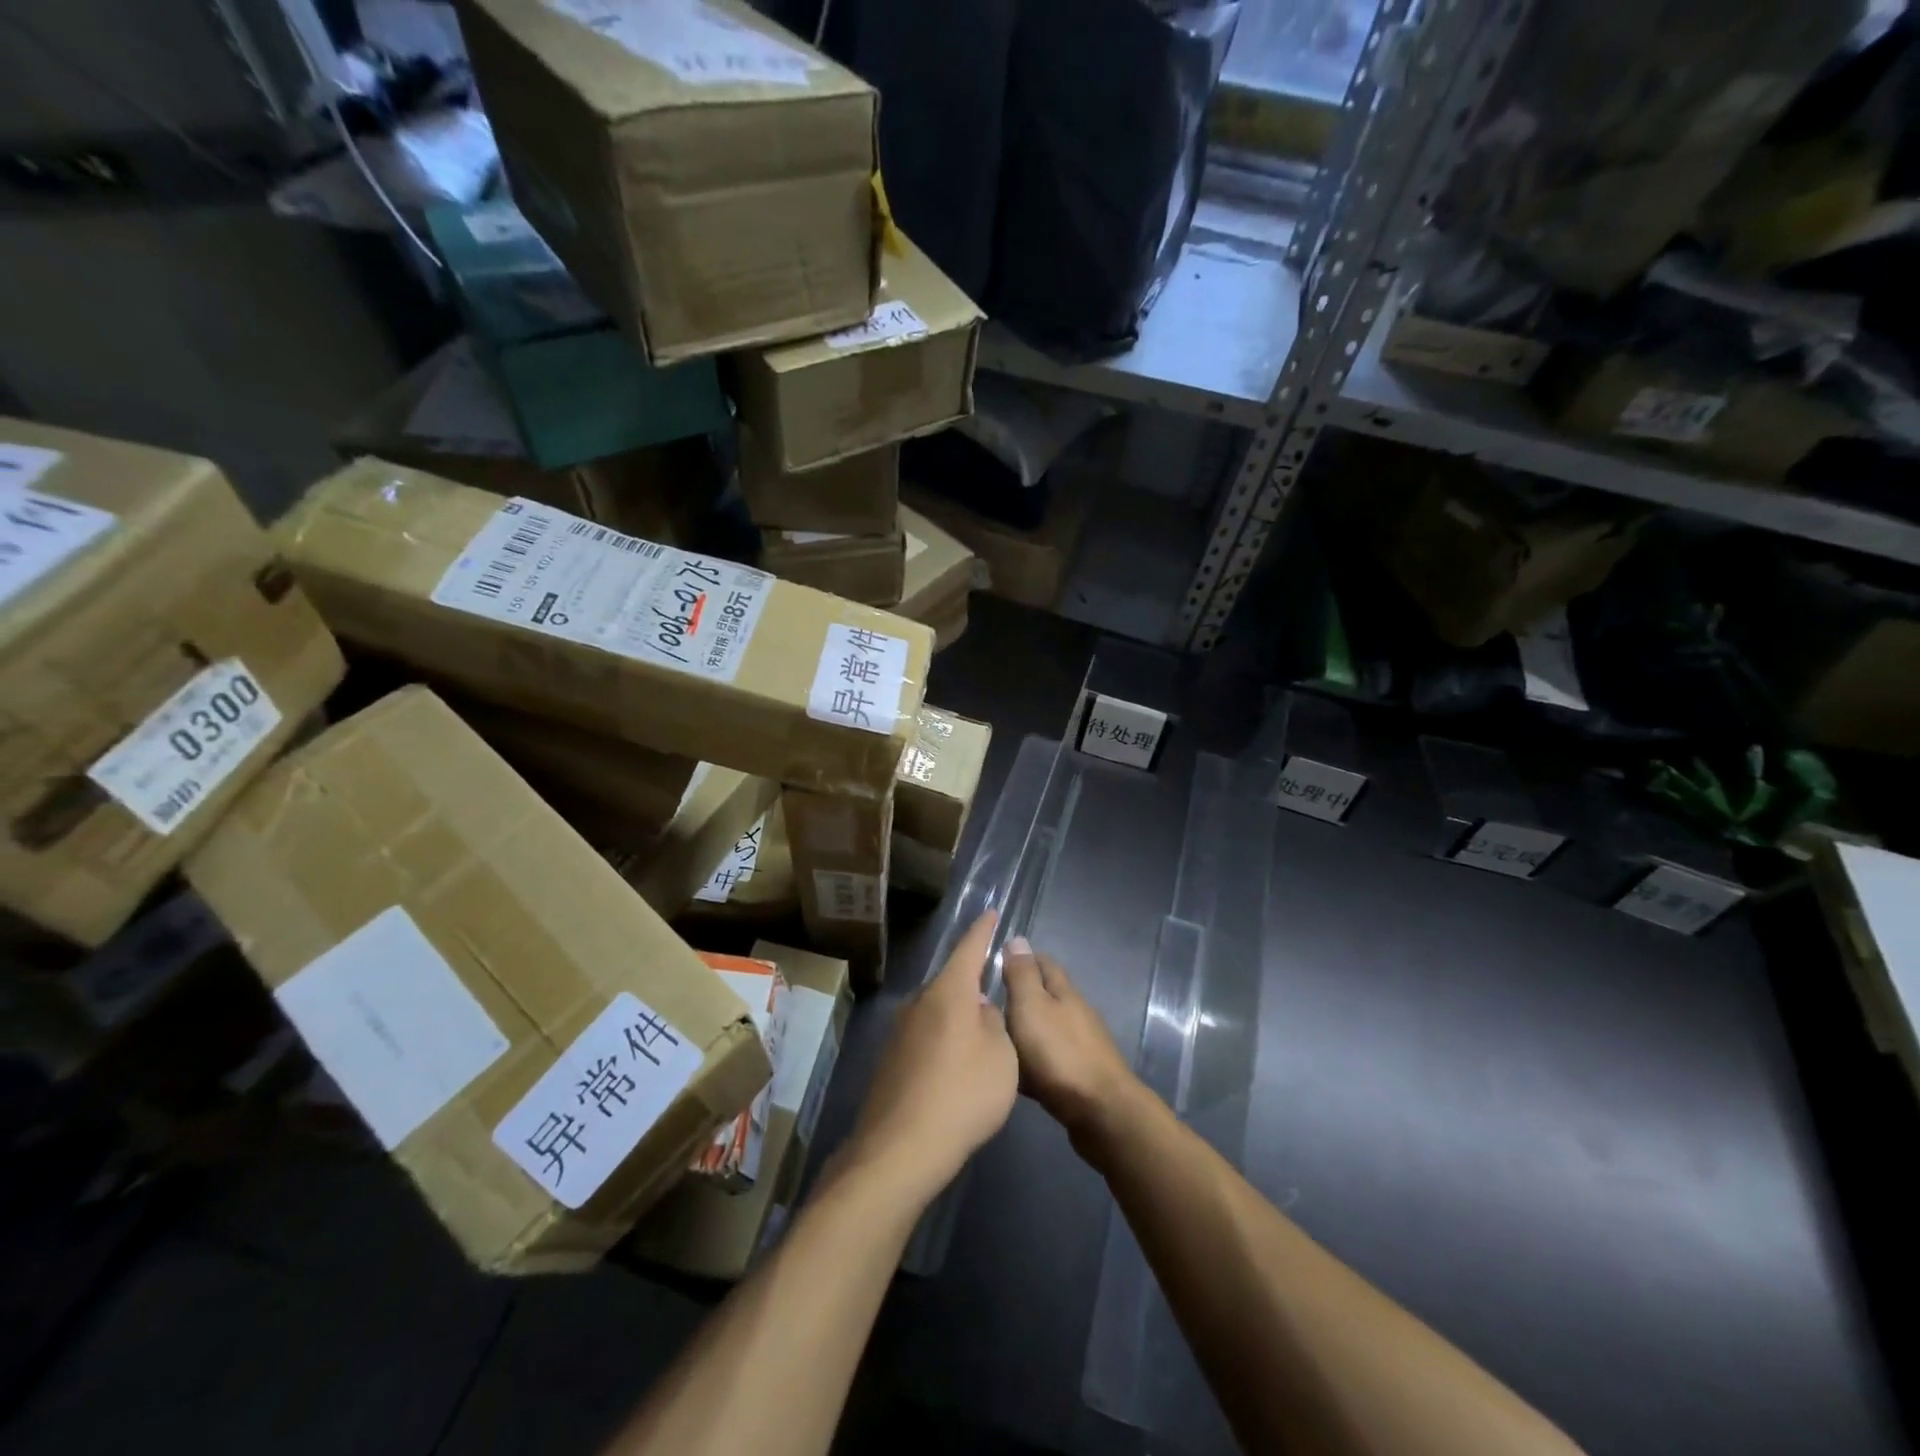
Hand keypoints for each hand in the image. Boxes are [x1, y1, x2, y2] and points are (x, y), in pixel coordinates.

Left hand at [842, 912, 1018, 1208]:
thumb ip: (995, 1024)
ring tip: (978, 1036)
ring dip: (957, 1017)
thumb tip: (980, 1011)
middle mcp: (920, 1002)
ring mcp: (900, 1031)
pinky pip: (925, 1037)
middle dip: (971, 984)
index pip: (969, 948)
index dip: (983, 930)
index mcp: (949, 992)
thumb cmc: (963, 1093)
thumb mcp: (1002, 1056)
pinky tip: (954, 1068)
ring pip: (937, 1011)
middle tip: (992, 991)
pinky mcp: (891, 1060)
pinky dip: (943, 1042)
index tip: (991, 913)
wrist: (902, 1147)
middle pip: (951, 982)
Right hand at [1002, 936, 1141, 1157]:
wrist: (1101, 1112)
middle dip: (1023, 994)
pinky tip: (1020, 1071)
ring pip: (1049, 1028)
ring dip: (1028, 1028)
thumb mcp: (1031, 1007)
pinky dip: (1035, 1059)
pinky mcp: (1082, 1076)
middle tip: (990, 1000)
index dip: (1022, 958)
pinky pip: (1052, 1059)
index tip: (998, 959)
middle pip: (1048, 995)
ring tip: (998, 1036)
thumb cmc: (1059, 1054)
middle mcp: (1076, 1013)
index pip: (1044, 963)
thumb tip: (1018, 939)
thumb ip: (1022, 976)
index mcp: (1063, 992)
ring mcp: (1083, 1045)